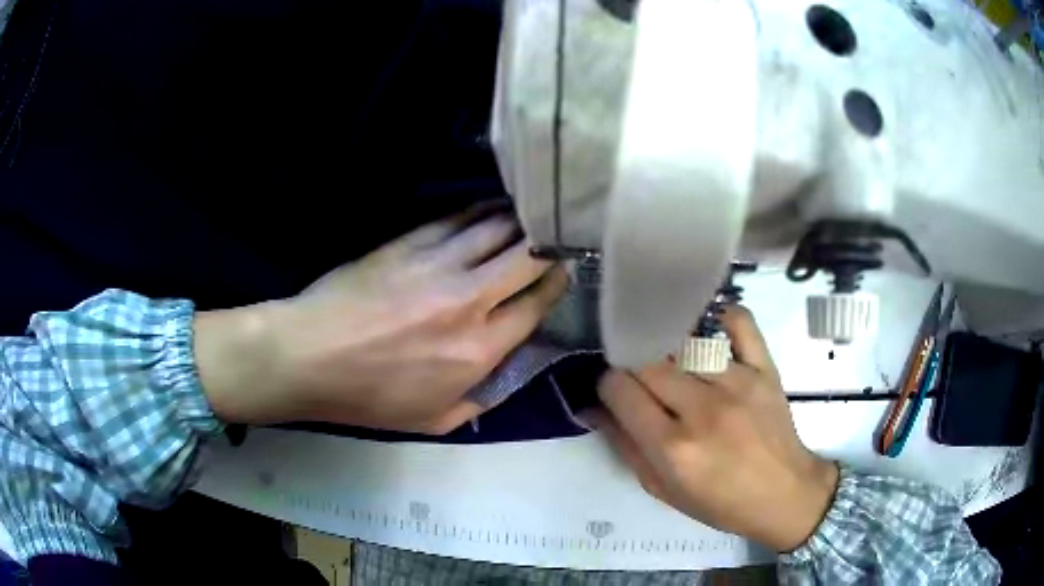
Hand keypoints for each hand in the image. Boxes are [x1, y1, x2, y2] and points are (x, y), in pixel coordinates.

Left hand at [194, 211, 567, 433]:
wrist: (309, 356)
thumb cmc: (368, 397)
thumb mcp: (433, 420)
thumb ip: (481, 398)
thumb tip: (507, 371)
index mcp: (478, 349)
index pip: (535, 305)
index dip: (556, 284)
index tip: (564, 272)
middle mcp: (469, 300)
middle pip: (527, 258)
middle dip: (549, 245)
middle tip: (556, 239)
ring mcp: (438, 264)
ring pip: (497, 229)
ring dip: (520, 222)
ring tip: (532, 216)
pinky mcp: (410, 243)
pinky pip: (458, 218)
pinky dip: (482, 211)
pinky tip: (492, 209)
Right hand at [590, 307, 838, 551]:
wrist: (783, 494)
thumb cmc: (720, 502)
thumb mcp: (662, 489)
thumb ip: (625, 447)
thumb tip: (592, 408)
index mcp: (672, 447)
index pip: (620, 389)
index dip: (608, 385)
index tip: (615, 391)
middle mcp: (702, 409)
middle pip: (647, 360)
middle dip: (632, 364)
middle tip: (640, 376)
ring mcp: (738, 382)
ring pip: (684, 340)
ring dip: (667, 346)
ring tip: (670, 358)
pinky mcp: (764, 368)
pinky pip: (739, 321)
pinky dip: (719, 316)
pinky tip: (707, 328)